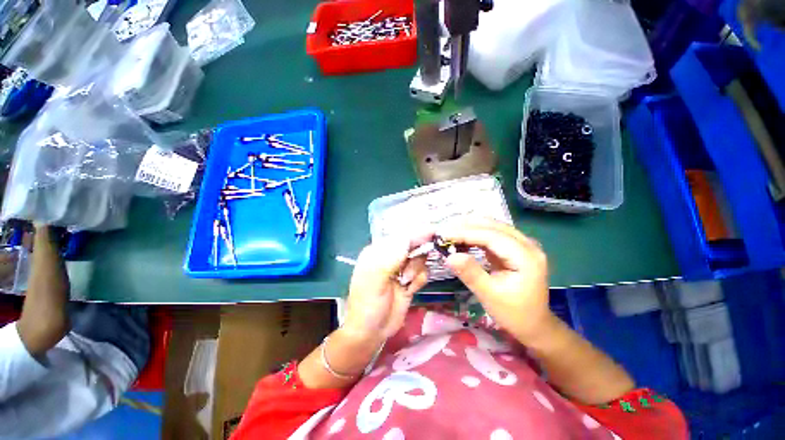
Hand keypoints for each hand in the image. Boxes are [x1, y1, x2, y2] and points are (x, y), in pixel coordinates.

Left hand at [344, 236, 428, 343]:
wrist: (372, 332)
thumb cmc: (368, 304)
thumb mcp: (375, 281)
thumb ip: (391, 259)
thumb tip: (406, 238)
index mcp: (378, 252)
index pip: (400, 237)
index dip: (417, 234)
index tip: (434, 231)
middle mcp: (390, 257)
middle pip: (412, 246)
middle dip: (416, 256)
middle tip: (415, 267)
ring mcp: (401, 269)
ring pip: (419, 259)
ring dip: (416, 270)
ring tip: (405, 282)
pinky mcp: (410, 280)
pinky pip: (423, 273)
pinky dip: (419, 280)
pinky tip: (410, 289)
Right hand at [439, 219, 552, 343]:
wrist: (533, 325)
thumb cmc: (514, 313)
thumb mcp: (490, 295)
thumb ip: (470, 273)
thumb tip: (449, 256)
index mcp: (526, 257)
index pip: (492, 236)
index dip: (466, 233)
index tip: (444, 234)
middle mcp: (527, 245)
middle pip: (493, 226)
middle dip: (466, 226)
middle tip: (443, 230)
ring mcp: (521, 245)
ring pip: (491, 227)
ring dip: (469, 228)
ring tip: (448, 233)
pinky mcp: (513, 248)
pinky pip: (491, 235)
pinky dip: (474, 235)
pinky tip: (461, 239)